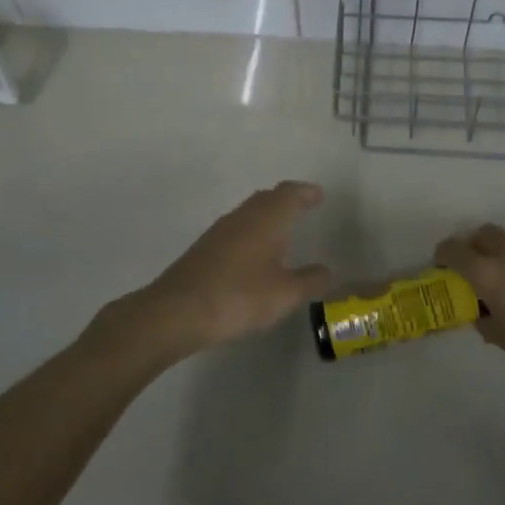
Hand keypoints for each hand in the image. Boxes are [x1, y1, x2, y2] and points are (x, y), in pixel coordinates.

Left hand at [97, 182, 332, 364]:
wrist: (177, 311)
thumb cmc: (240, 296)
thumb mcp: (285, 294)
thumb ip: (310, 280)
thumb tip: (327, 271)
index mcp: (267, 218)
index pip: (289, 193)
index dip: (305, 192)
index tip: (318, 196)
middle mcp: (243, 216)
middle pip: (267, 198)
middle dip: (285, 201)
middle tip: (301, 208)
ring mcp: (219, 231)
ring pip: (248, 213)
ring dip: (266, 217)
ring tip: (280, 233)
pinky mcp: (203, 249)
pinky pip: (234, 231)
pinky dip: (250, 235)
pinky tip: (252, 257)